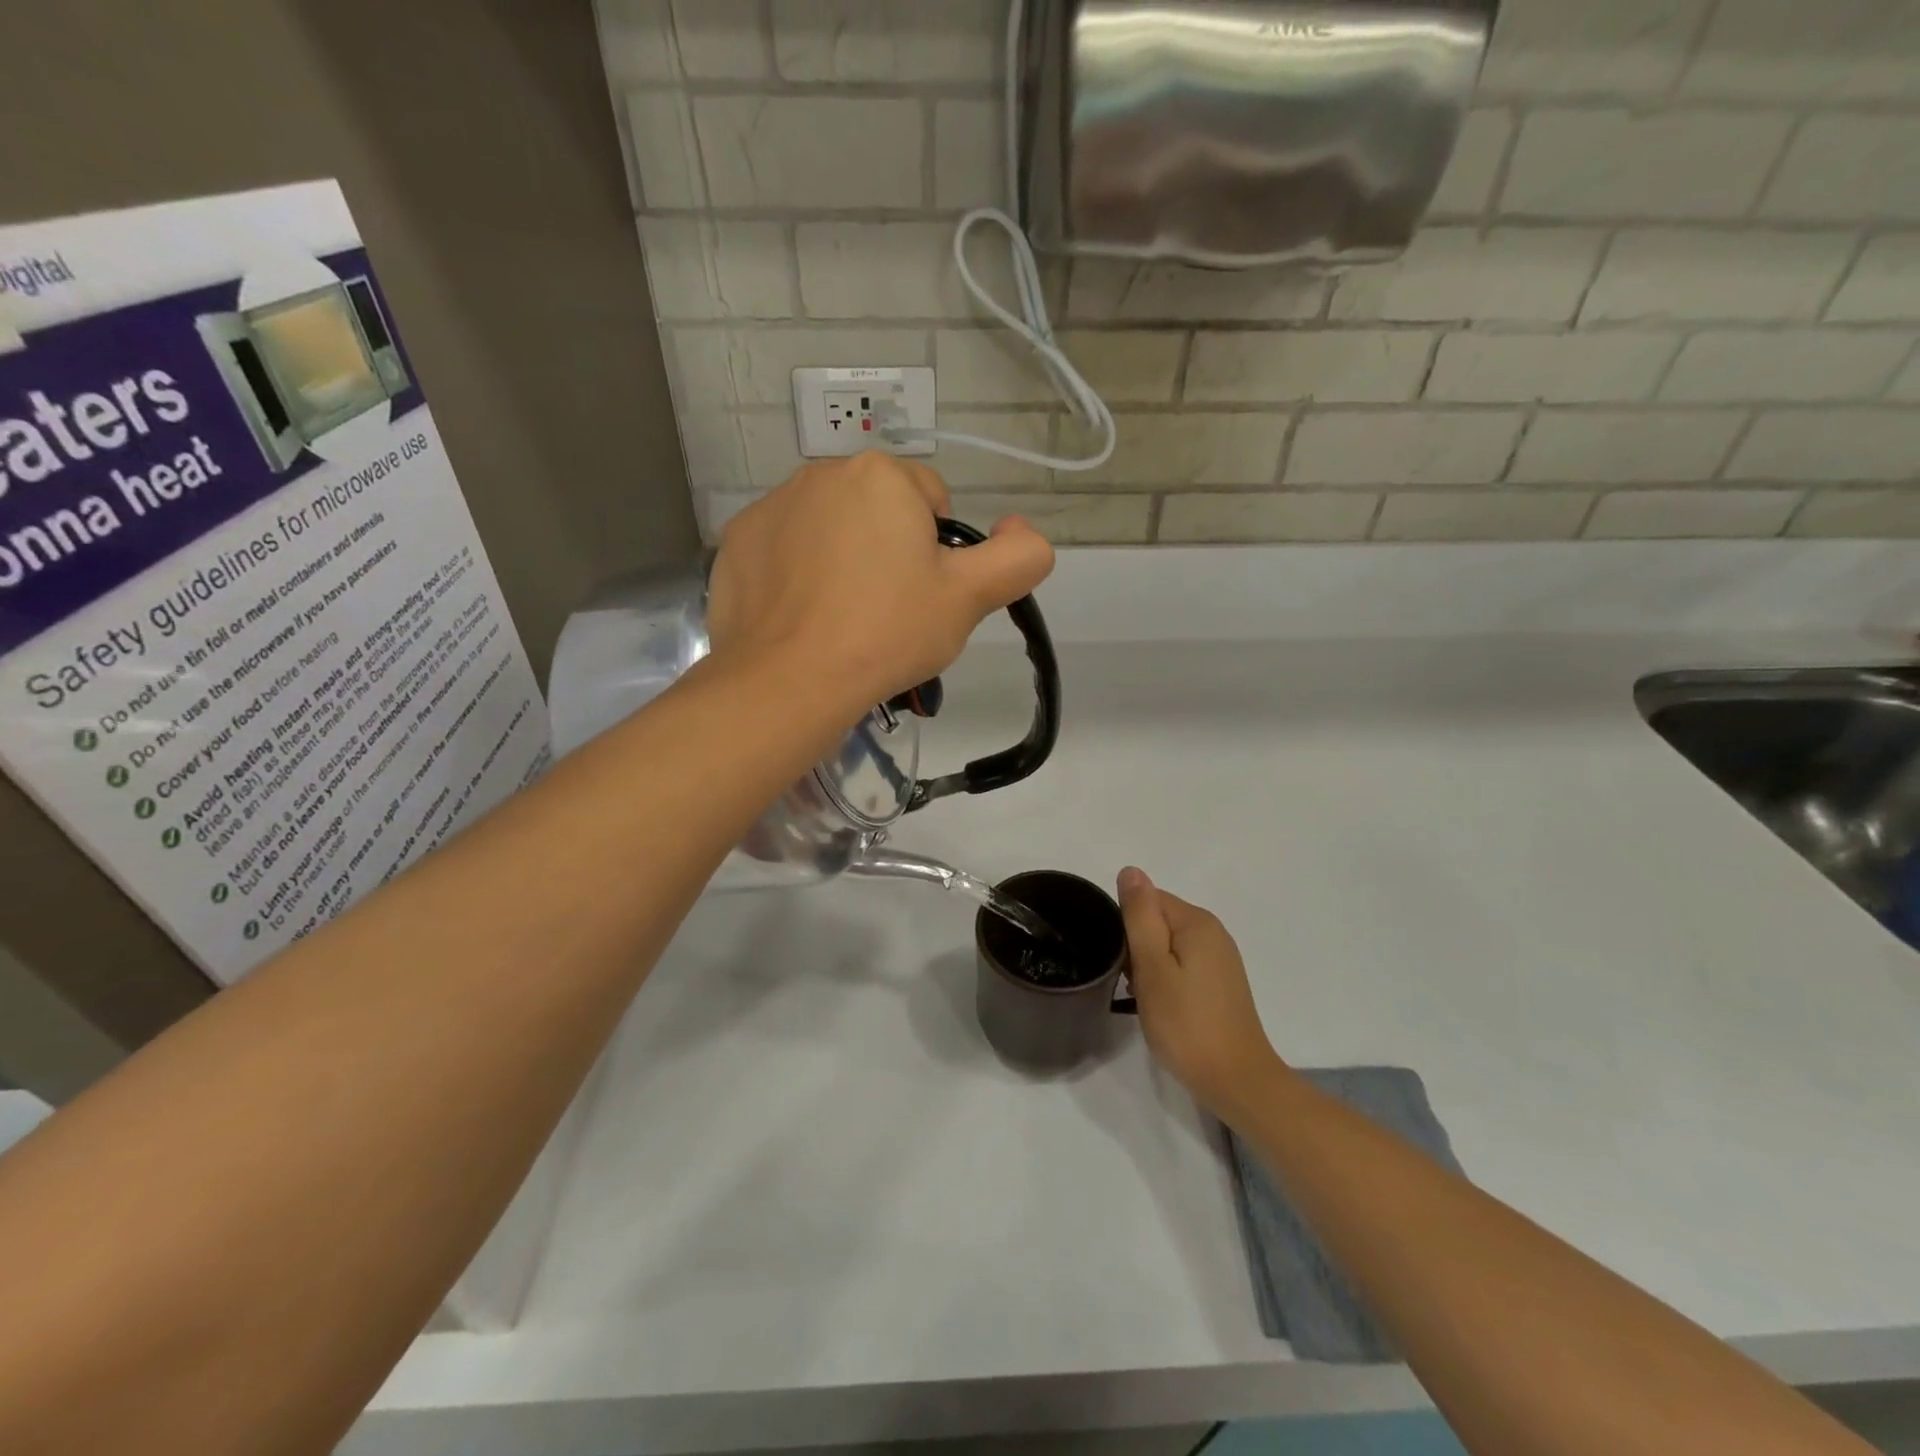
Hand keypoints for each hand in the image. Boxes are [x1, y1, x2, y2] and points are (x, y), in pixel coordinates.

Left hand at [706, 453, 1054, 711]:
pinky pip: (785, 549)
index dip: (937, 553)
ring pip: (830, 528)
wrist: (788, 681)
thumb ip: (1019, 557)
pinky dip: (797, 573)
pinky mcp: (738, 541)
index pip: (931, 501)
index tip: (922, 596)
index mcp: (881, 475)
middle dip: (888, 550)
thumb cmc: (886, 633)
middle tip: (886, 612)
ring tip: (842, 619)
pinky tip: (802, 617)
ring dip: (842, 558)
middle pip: (878, 511)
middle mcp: (821, 473)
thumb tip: (1022, 528)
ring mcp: (772, 505)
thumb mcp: (969, 599)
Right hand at [1117, 868, 1282, 1122]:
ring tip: (1144, 998)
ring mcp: (1220, 959)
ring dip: (1149, 966)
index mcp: (1197, 922)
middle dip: (1136, 947)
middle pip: (1158, 920)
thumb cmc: (1186, 1024)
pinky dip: (1166, 979)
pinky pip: (1181, 965)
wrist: (1237, 1081)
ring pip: (1167, 945)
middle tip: (1131, 984)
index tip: (1121, 961)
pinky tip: (1162, 1006)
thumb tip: (1130, 871)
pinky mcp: (1220, 983)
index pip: (1148, 899)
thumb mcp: (1153, 967)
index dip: (1126, 926)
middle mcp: (1214, 932)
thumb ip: (1140, 916)